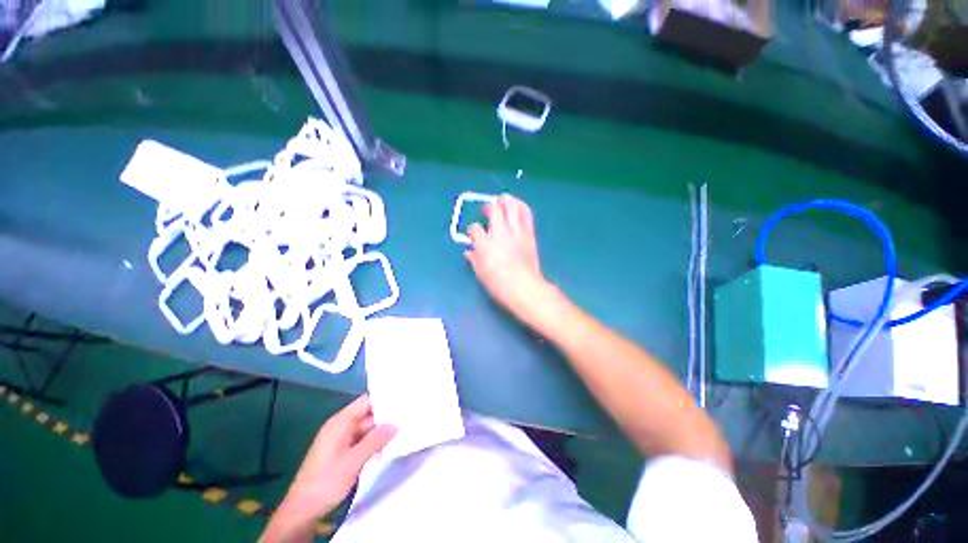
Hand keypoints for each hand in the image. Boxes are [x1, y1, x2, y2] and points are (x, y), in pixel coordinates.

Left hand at [265, 395, 395, 539]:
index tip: (403, 398)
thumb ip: (375, 440)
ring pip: (366, 428)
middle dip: (386, 416)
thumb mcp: (353, 461)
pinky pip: (362, 440)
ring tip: (404, 428)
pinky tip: (389, 444)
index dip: (384, 398)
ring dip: (381, 431)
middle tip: (408, 415)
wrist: (302, 510)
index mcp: (340, 422)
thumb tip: (396, 424)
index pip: (366, 401)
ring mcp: (341, 439)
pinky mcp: (342, 451)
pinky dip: (374, 441)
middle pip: (368, 414)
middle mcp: (341, 426)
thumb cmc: (326, 481)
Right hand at [465, 194, 551, 322]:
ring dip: (506, 200)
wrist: (525, 288)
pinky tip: (517, 207)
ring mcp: (516, 232)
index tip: (474, 234)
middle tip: (488, 210)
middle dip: (489, 206)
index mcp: (485, 244)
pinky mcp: (529, 234)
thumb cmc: (500, 285)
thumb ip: (474, 259)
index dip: (472, 229)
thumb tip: (469, 252)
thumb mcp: (481, 273)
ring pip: (512, 206)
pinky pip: (526, 214)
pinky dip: (521, 207)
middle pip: (494, 209)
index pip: (475, 228)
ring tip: (503, 201)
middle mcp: (500, 233)